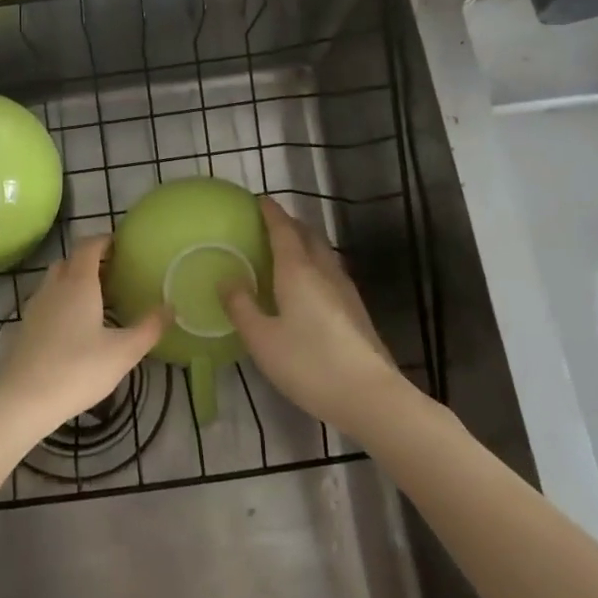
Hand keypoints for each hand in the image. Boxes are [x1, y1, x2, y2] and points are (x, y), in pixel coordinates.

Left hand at [0, 236, 165, 434]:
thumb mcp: (123, 352)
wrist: (23, 399)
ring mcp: (36, 306)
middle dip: (90, 260)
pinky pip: (46, 300)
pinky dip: (61, 301)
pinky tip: (74, 326)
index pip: (88, 246)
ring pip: (55, 280)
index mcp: (79, 283)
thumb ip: (149, 328)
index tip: (120, 246)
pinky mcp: (25, 326)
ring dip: (74, 280)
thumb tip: (171, 307)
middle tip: (113, 274)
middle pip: (70, 260)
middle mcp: (54, 286)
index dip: (104, 241)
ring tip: (96, 300)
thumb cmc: (78, 369)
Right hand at [222, 198, 404, 437]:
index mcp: (298, 271)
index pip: (283, 230)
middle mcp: (324, 272)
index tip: (259, 200)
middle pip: (308, 236)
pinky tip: (308, 287)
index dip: (271, 213)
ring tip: (287, 250)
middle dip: (290, 224)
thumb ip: (241, 307)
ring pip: (323, 254)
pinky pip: (331, 273)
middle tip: (270, 224)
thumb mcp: (262, 339)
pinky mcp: (356, 312)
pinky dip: (315, 266)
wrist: (371, 397)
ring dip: (305, 244)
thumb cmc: (309, 364)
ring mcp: (345, 291)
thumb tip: (226, 279)